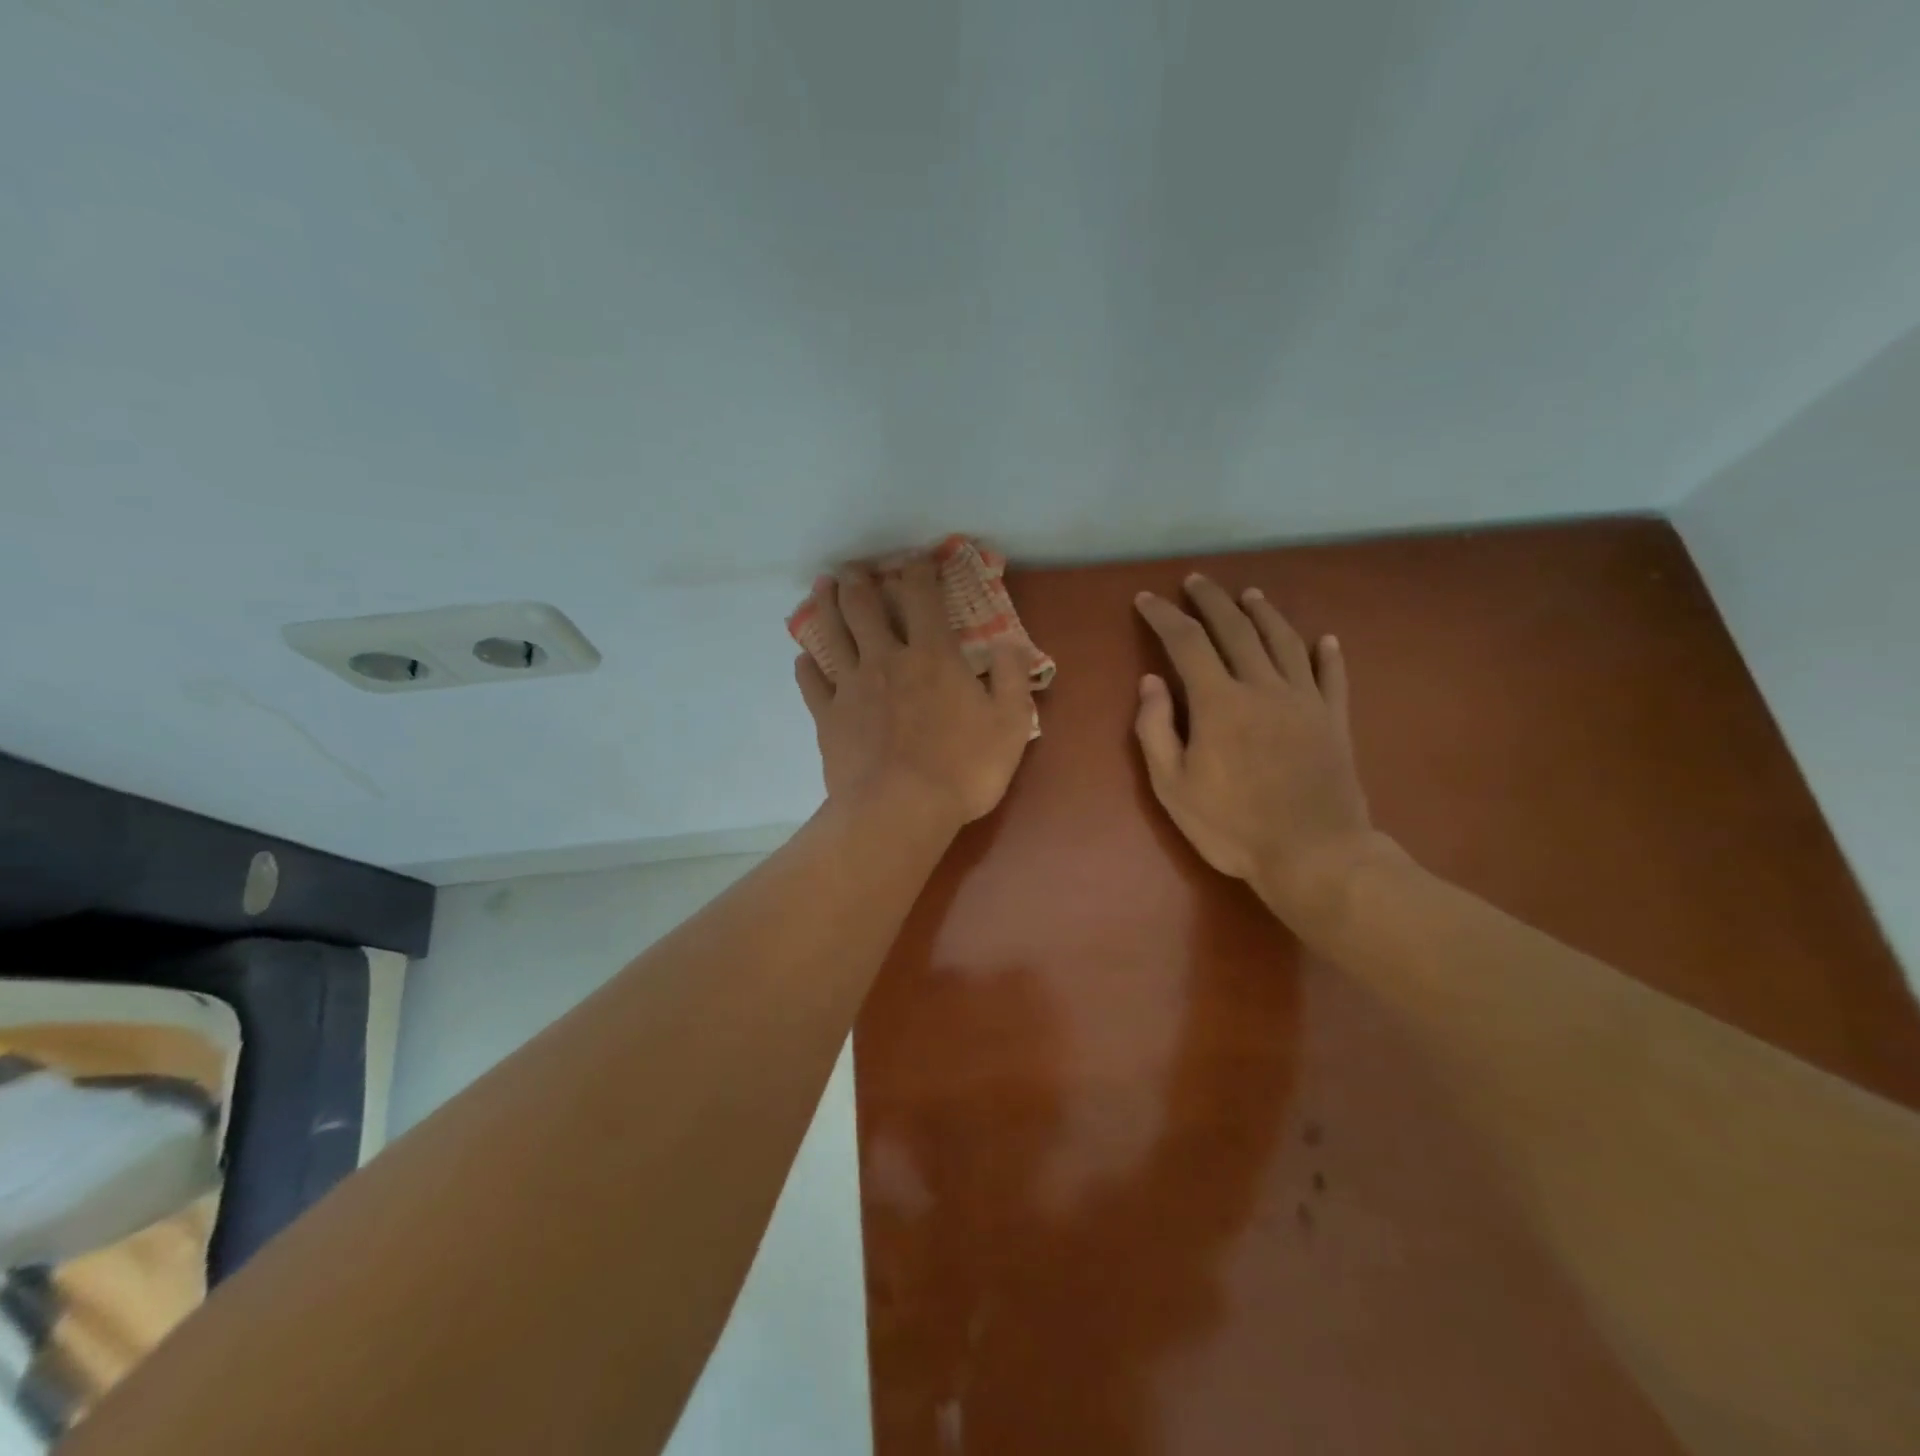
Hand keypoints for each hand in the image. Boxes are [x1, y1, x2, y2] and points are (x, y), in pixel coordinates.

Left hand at [795, 561, 1033, 832]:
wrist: (900, 810)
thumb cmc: (963, 769)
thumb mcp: (1011, 724)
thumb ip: (1013, 678)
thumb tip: (1009, 644)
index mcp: (932, 655)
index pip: (922, 596)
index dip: (919, 570)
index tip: (917, 559)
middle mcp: (886, 659)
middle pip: (864, 606)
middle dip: (860, 580)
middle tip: (854, 568)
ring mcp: (851, 687)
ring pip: (831, 633)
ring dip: (826, 605)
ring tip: (822, 586)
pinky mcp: (827, 717)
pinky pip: (811, 682)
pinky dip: (807, 665)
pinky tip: (805, 658)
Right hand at [1134, 575, 1386, 930]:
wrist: (1314, 854)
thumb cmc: (1232, 826)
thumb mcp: (1173, 786)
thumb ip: (1155, 729)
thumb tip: (1151, 681)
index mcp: (1219, 702)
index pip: (1187, 642)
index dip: (1164, 616)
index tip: (1147, 599)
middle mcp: (1263, 687)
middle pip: (1236, 629)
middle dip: (1212, 600)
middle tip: (1197, 580)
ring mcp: (1304, 700)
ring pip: (1283, 641)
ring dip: (1264, 613)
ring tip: (1249, 595)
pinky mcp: (1334, 720)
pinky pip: (1331, 676)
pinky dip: (1325, 654)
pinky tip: (1323, 639)